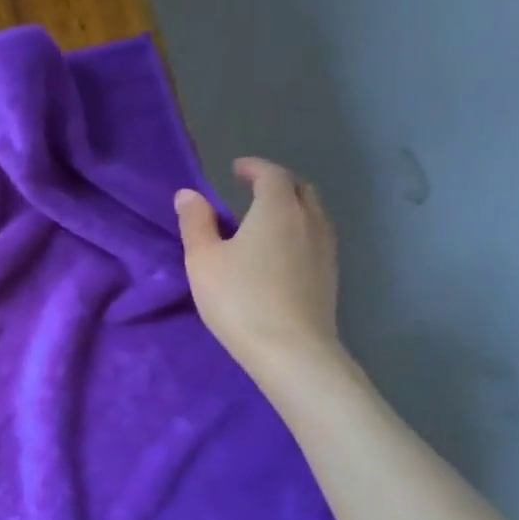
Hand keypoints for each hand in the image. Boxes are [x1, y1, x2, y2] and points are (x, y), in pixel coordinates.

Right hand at [175, 158, 340, 374]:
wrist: (291, 351)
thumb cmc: (239, 298)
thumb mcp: (203, 259)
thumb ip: (195, 223)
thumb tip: (188, 194)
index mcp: (277, 209)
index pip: (271, 174)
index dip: (254, 168)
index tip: (237, 169)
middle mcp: (309, 221)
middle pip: (299, 190)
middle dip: (277, 184)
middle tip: (252, 190)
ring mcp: (325, 249)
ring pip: (313, 214)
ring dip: (292, 207)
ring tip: (266, 220)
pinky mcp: (330, 276)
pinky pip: (316, 238)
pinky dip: (299, 231)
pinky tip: (281, 252)